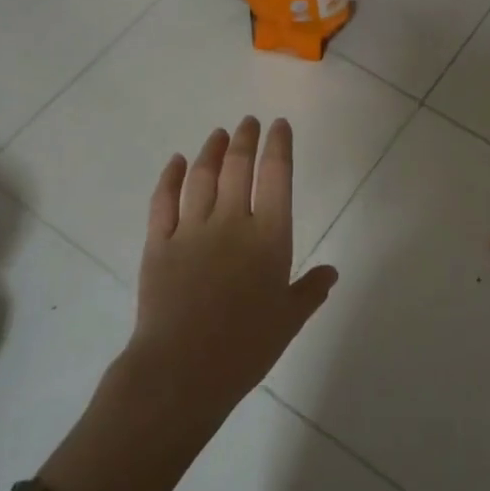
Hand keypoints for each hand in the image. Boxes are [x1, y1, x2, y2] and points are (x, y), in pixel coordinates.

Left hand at [126, 116, 337, 423]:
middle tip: (248, 122)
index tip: (278, 126)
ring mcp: (191, 229)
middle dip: (245, 139)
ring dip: (211, 150)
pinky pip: (163, 200)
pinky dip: (171, 177)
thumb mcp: (290, 319)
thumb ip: (310, 290)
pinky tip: (177, 162)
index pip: (277, 176)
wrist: (183, 368)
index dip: (278, 146)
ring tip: (218, 134)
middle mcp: (231, 222)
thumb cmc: (246, 347)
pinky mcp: (158, 243)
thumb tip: (331, 272)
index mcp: (269, 237)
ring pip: (202, 176)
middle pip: (238, 167)